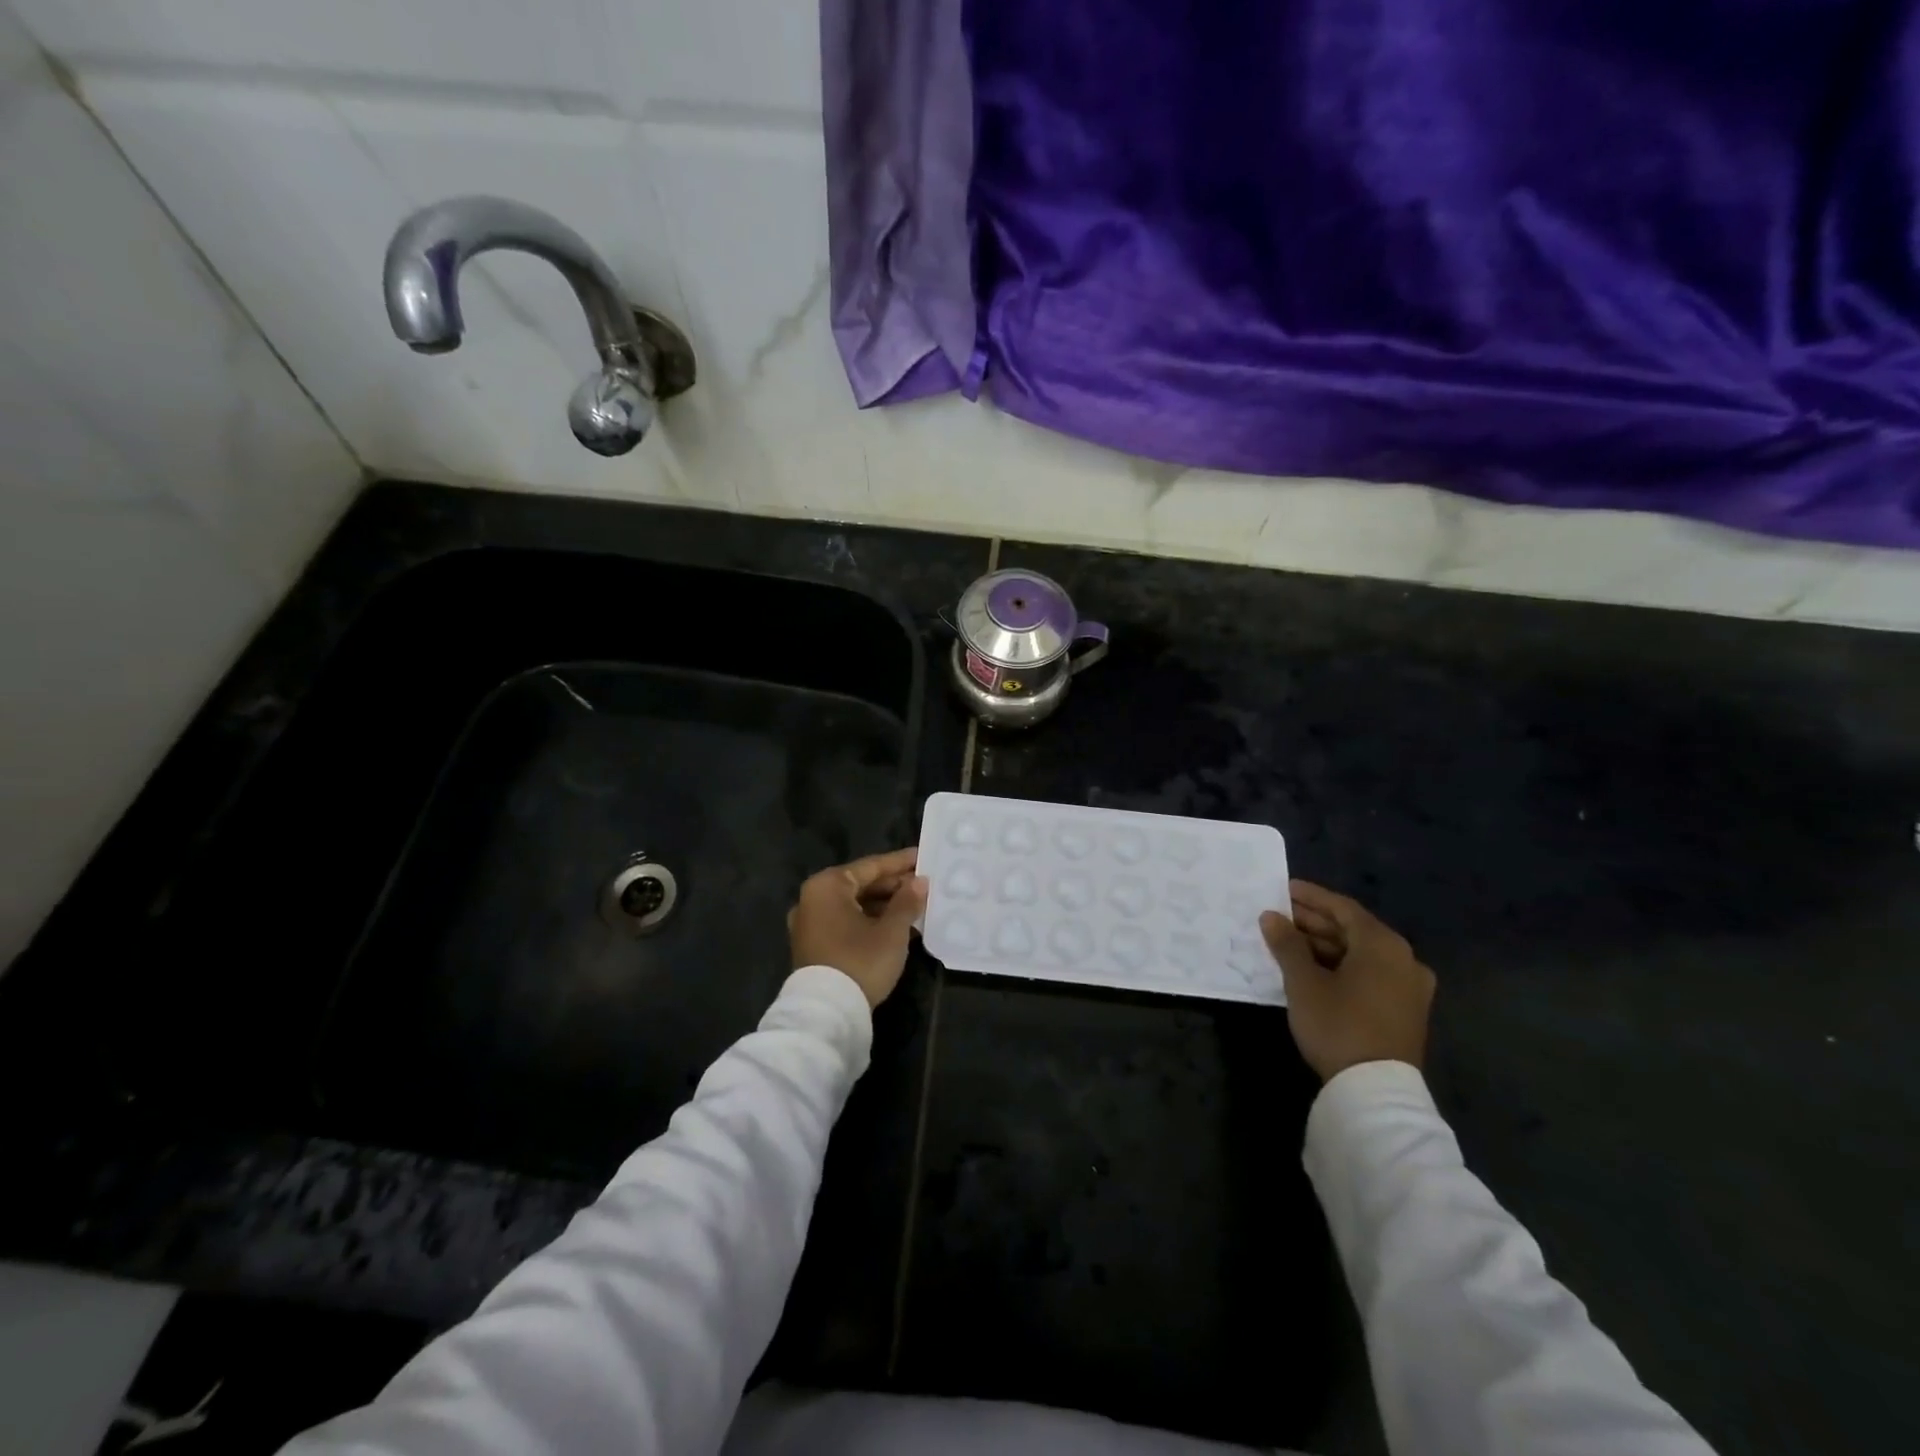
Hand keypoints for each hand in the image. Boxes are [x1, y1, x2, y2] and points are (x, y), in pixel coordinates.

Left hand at [788, 847, 929, 1008]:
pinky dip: (870, 922)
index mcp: (827, 886)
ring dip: (884, 906)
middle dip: (893, 886)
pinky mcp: (812, 946)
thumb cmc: (861, 961)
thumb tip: (919, 882)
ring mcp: (809, 924)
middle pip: (860, 885)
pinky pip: (845, 923)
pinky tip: (896, 927)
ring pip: (854, 905)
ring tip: (916, 907)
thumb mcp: (892, 930)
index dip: (900, 863)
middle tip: (923, 884)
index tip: (923, 857)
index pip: (871, 866)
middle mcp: (812, 899)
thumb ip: (907, 901)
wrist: (827, 1013)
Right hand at [1260, 880, 1434, 1081]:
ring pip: (1362, 954)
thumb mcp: (1304, 982)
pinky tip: (1313, 969)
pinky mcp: (1406, 1010)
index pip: (1343, 908)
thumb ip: (1287, 944)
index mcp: (1384, 945)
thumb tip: (1271, 916)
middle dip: (1315, 922)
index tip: (1283, 889)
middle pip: (1354, 929)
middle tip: (1279, 916)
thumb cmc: (1338, 1024)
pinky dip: (1342, 966)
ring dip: (1326, 945)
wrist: (1376, 1091)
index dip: (1310, 897)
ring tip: (1289, 942)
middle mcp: (1405, 959)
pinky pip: (1371, 974)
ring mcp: (1410, 987)